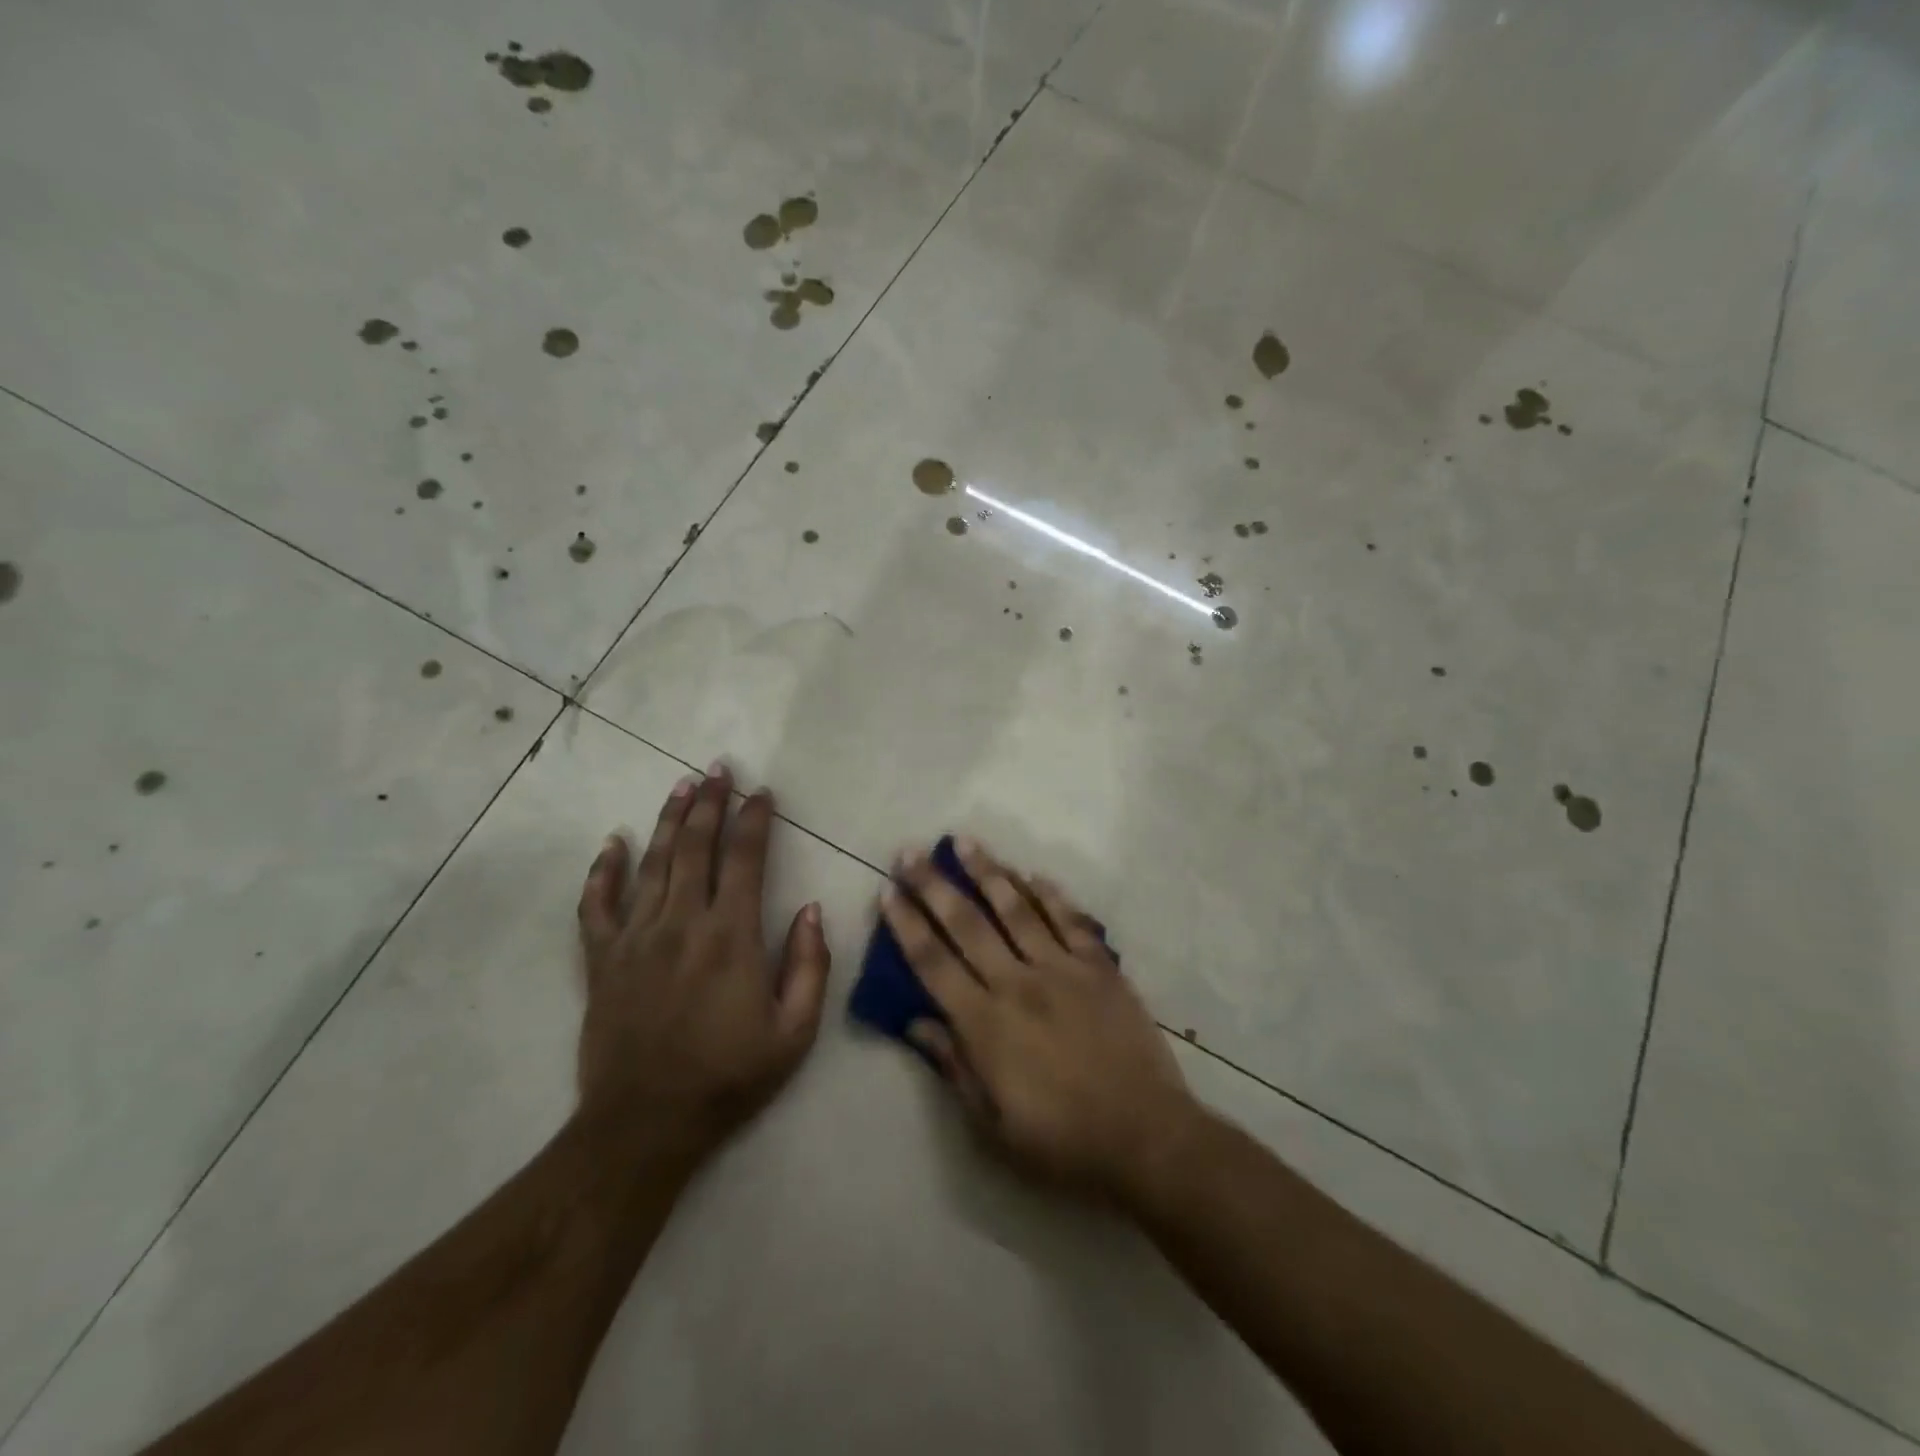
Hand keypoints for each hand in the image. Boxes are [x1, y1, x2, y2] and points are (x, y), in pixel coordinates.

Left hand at [575, 764, 830, 1160]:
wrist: (645, 1124)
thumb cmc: (729, 1077)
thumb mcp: (794, 1032)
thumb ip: (811, 966)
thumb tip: (812, 909)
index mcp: (731, 937)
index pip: (746, 859)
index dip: (755, 820)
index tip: (762, 792)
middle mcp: (682, 923)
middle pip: (696, 847)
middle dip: (710, 802)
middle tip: (718, 768)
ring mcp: (636, 938)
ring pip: (652, 863)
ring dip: (668, 820)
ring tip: (681, 785)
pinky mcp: (602, 960)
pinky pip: (596, 905)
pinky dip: (603, 870)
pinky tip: (613, 842)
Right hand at [880, 837, 1195, 1200]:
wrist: (1144, 1137)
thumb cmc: (1061, 1141)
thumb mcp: (992, 1125)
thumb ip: (954, 1065)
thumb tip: (916, 1022)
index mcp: (986, 1023)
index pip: (933, 963)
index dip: (906, 925)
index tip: (887, 892)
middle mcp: (1018, 983)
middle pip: (967, 924)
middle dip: (933, 885)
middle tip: (910, 851)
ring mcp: (1063, 969)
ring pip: (1017, 909)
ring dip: (988, 872)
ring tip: (964, 842)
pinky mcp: (1100, 968)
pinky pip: (1071, 921)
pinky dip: (1050, 894)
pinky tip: (1032, 874)